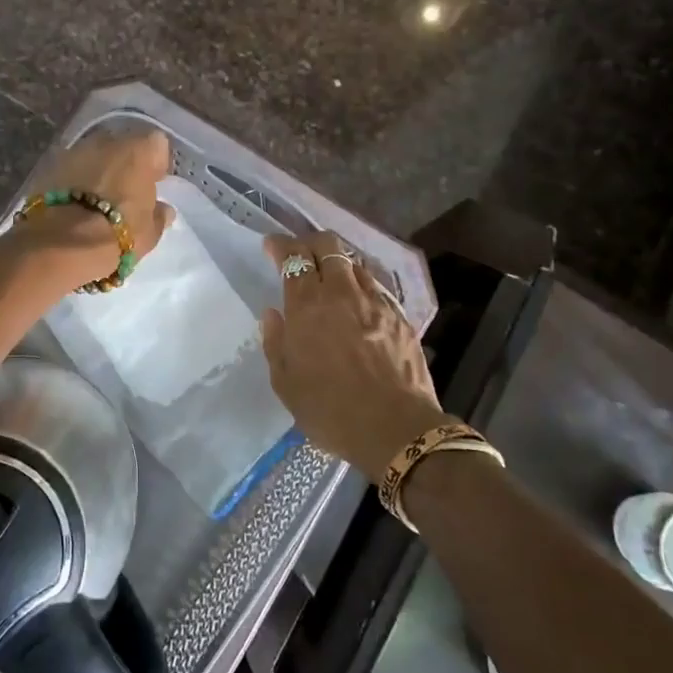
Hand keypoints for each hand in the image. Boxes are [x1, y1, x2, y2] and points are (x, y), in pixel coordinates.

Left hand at [24, 126, 175, 273]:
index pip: (157, 145)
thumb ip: (158, 215)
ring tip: (98, 198)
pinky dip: (75, 180)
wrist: (62, 243)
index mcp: (140, 151)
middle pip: (123, 146)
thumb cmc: (118, 234)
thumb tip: (163, 210)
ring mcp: (76, 150)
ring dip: (98, 170)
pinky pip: (72, 168)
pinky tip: (75, 202)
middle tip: (125, 191)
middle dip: (125, 163)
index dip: (156, 164)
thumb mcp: (150, 232)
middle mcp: (109, 141)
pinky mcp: (50, 165)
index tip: (154, 183)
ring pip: (95, 155)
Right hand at [260, 231, 445, 480]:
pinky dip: (360, 285)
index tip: (272, 246)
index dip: (281, 245)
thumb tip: (273, 314)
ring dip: (337, 263)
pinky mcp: (399, 316)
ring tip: (330, 277)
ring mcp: (375, 302)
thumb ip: (275, 342)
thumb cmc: (331, 411)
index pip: (294, 257)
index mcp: (308, 306)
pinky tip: (358, 303)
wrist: (397, 430)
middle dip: (310, 242)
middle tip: (301, 255)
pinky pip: (375, 287)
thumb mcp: (286, 384)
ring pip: (354, 262)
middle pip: (327, 245)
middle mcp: (342, 293)